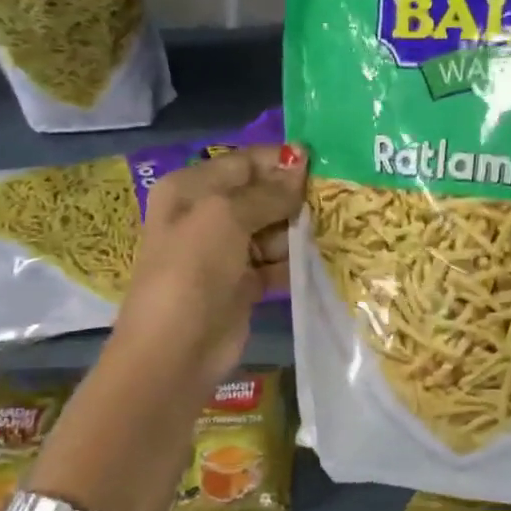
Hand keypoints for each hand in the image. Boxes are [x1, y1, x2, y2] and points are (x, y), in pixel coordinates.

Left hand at [111, 142, 306, 397]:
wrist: (176, 349)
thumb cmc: (193, 269)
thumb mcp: (225, 217)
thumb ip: (266, 193)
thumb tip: (299, 165)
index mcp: (191, 190)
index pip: (242, 163)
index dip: (279, 161)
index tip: (321, 161)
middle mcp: (206, 216)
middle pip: (260, 196)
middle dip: (293, 198)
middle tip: (334, 199)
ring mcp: (225, 252)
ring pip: (272, 231)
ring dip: (298, 232)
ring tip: (331, 231)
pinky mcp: (243, 285)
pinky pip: (275, 264)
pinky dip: (294, 263)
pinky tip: (321, 259)